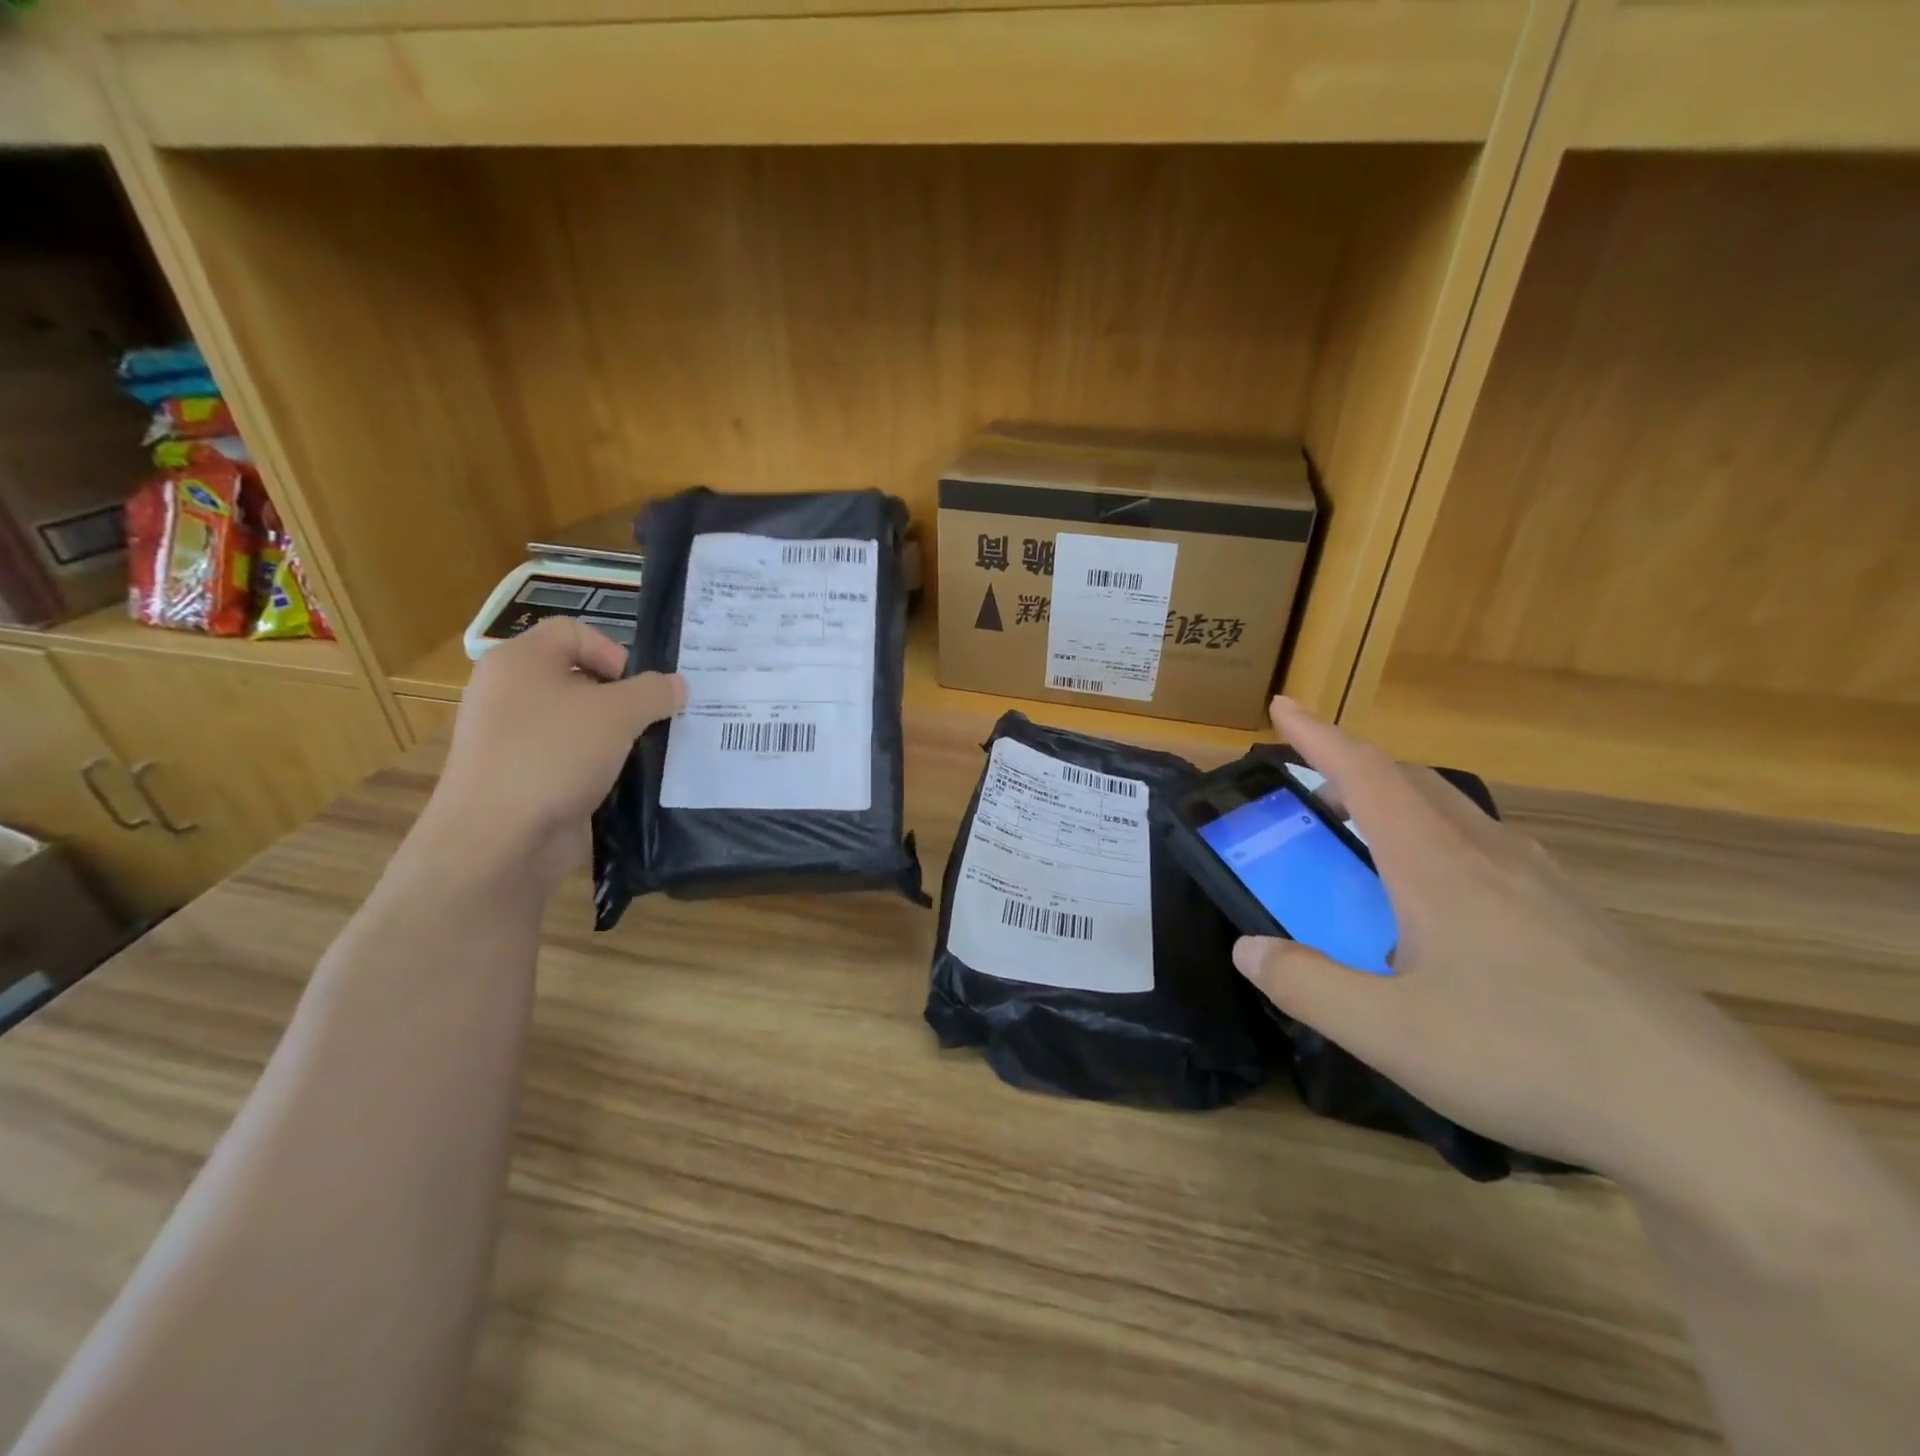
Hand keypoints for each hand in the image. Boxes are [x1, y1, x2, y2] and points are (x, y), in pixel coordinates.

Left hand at [418, 618, 684, 891]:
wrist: (498, 838)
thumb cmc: (554, 755)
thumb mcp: (618, 714)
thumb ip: (654, 692)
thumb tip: (677, 685)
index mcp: (519, 661)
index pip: (573, 631)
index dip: (613, 650)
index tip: (638, 687)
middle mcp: (507, 691)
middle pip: (576, 676)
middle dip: (620, 696)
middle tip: (651, 719)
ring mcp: (509, 737)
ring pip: (574, 720)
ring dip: (612, 733)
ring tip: (642, 752)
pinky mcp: (518, 775)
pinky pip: (566, 755)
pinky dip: (595, 763)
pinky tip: (619, 781)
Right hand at [1234, 698, 1791, 1183]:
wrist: (1704, 1118)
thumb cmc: (1524, 1056)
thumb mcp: (1386, 1032)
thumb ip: (1305, 986)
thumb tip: (1247, 950)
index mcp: (1437, 865)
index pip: (1366, 774)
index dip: (1318, 736)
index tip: (1283, 706)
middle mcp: (1491, 858)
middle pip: (1415, 783)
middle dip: (1356, 768)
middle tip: (1316, 787)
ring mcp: (1547, 887)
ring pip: (1460, 816)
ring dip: (1404, 806)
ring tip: (1374, 838)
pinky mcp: (1584, 921)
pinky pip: (1497, 854)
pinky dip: (1449, 846)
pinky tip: (1454, 903)